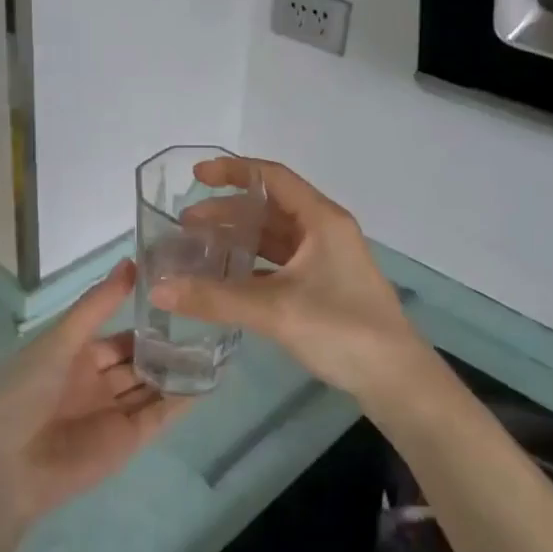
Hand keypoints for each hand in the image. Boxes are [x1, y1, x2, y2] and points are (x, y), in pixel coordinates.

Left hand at [0, 259, 187, 519]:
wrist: (5, 465)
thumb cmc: (25, 391)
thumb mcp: (61, 339)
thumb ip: (98, 304)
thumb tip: (132, 261)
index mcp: (76, 357)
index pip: (120, 336)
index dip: (147, 321)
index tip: (182, 300)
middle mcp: (97, 383)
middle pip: (140, 361)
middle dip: (168, 346)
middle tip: (209, 322)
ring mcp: (113, 412)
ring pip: (153, 386)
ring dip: (179, 371)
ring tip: (219, 347)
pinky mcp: (127, 440)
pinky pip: (159, 415)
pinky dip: (182, 401)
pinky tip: (209, 380)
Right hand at [150, 157, 427, 407]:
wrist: (395, 379)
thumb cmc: (341, 329)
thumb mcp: (274, 310)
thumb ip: (215, 298)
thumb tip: (157, 288)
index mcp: (321, 220)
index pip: (272, 178)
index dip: (233, 172)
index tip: (196, 178)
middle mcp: (324, 232)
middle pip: (269, 209)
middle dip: (227, 213)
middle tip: (186, 225)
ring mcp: (326, 261)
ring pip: (274, 239)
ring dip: (238, 240)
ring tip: (198, 249)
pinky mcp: (324, 287)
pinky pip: (279, 265)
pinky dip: (251, 267)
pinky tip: (225, 280)